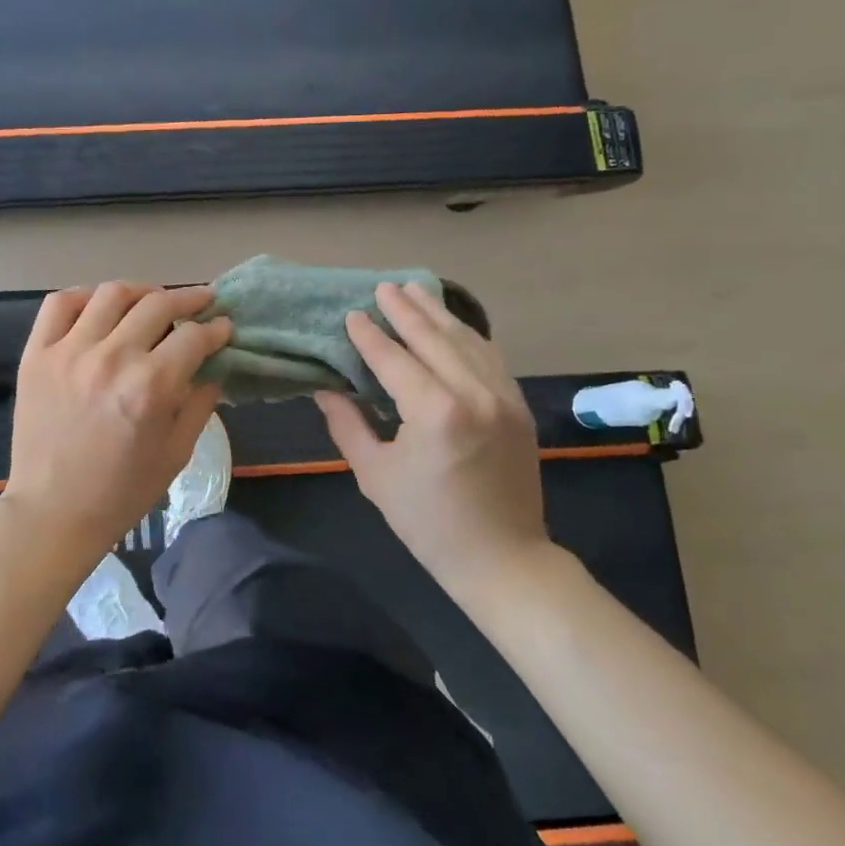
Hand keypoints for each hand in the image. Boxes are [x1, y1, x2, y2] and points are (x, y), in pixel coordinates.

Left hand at [2, 282, 232, 558]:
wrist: (53, 512)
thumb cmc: (122, 492)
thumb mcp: (176, 454)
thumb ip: (200, 404)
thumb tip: (213, 368)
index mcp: (151, 387)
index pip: (193, 337)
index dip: (216, 328)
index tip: (223, 327)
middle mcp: (112, 358)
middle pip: (158, 304)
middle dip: (189, 299)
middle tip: (200, 302)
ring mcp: (69, 352)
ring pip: (111, 294)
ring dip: (141, 292)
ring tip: (153, 300)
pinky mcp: (37, 354)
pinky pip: (59, 304)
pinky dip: (84, 296)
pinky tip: (100, 307)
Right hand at [315, 281, 548, 590]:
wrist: (502, 558)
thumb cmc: (428, 522)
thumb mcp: (376, 475)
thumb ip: (348, 425)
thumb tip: (326, 390)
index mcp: (435, 412)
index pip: (395, 359)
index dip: (370, 336)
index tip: (352, 314)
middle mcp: (474, 394)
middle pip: (434, 338)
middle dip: (406, 310)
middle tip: (383, 287)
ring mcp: (503, 397)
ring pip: (467, 341)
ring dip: (438, 314)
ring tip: (415, 290)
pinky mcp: (518, 407)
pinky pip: (490, 358)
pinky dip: (468, 336)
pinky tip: (452, 325)